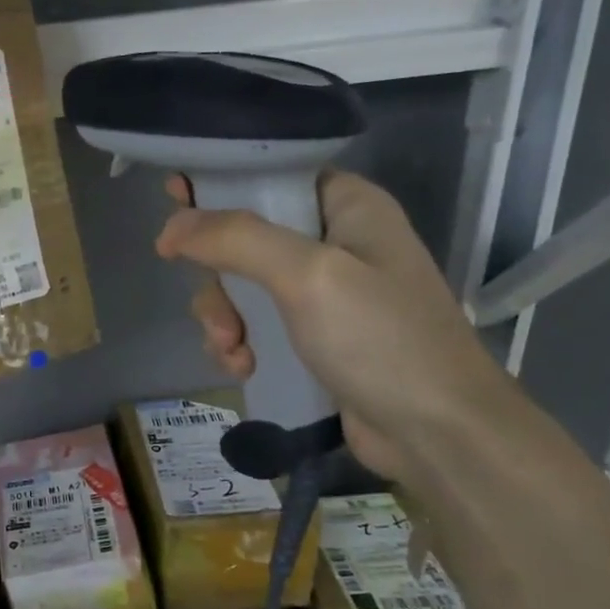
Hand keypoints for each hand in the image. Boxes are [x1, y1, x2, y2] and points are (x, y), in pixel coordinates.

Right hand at [156, 170, 515, 481]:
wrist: (437, 435)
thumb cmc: (382, 340)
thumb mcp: (309, 276)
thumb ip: (237, 239)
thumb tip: (172, 227)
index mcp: (346, 206)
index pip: (270, 173)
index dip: (219, 183)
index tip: (174, 203)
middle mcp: (334, 240)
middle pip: (243, 234)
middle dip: (218, 277)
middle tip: (218, 312)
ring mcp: (323, 291)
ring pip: (240, 283)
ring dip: (223, 316)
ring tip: (232, 349)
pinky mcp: (312, 335)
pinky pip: (254, 323)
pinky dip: (239, 343)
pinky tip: (243, 367)